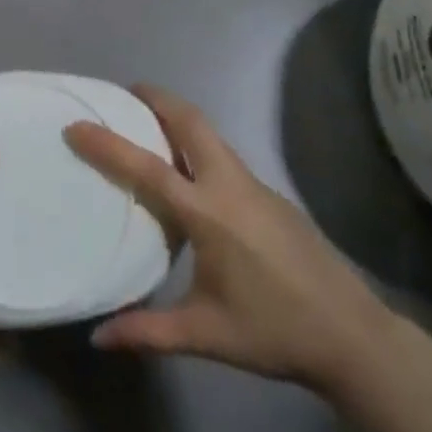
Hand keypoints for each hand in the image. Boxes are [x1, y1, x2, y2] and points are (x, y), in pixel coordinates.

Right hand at [65, 86, 392, 394]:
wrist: (354, 337)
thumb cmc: (274, 332)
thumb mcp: (205, 335)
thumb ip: (148, 332)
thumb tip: (96, 338)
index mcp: (208, 214)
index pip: (148, 168)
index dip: (108, 144)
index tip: (77, 124)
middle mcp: (231, 186)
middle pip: (191, 122)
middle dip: (158, 99)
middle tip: (126, 93)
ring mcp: (256, 186)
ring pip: (212, 135)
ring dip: (179, 119)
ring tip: (150, 126)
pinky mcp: (272, 196)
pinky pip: (226, 156)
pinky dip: (199, 146)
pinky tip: (191, 175)